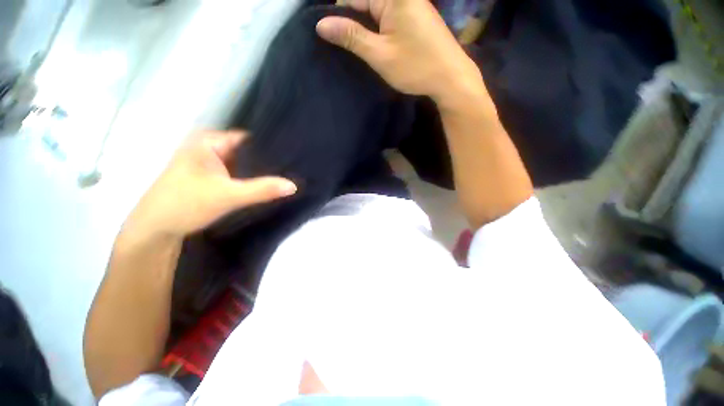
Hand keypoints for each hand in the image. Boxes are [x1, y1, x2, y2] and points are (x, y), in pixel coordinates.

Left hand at [123, 130, 296, 240]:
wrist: (155, 229)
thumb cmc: (185, 205)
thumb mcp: (228, 196)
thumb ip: (262, 190)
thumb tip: (294, 185)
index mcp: (210, 141)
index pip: (250, 139)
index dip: (271, 148)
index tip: (293, 157)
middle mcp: (211, 147)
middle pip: (248, 152)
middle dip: (268, 162)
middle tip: (293, 169)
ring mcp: (211, 162)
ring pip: (243, 164)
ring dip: (260, 172)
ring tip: (285, 176)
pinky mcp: (212, 176)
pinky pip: (238, 174)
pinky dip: (250, 179)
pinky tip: (266, 184)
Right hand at [316, 0, 482, 107]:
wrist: (450, 77)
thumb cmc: (415, 67)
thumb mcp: (379, 54)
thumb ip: (351, 37)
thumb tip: (321, 24)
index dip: (338, 16)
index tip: (330, 37)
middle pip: (365, 3)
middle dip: (352, 23)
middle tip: (344, 48)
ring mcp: (409, 5)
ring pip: (376, 12)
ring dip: (365, 29)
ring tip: (357, 50)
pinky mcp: (414, 16)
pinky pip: (388, 18)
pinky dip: (378, 31)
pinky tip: (374, 47)